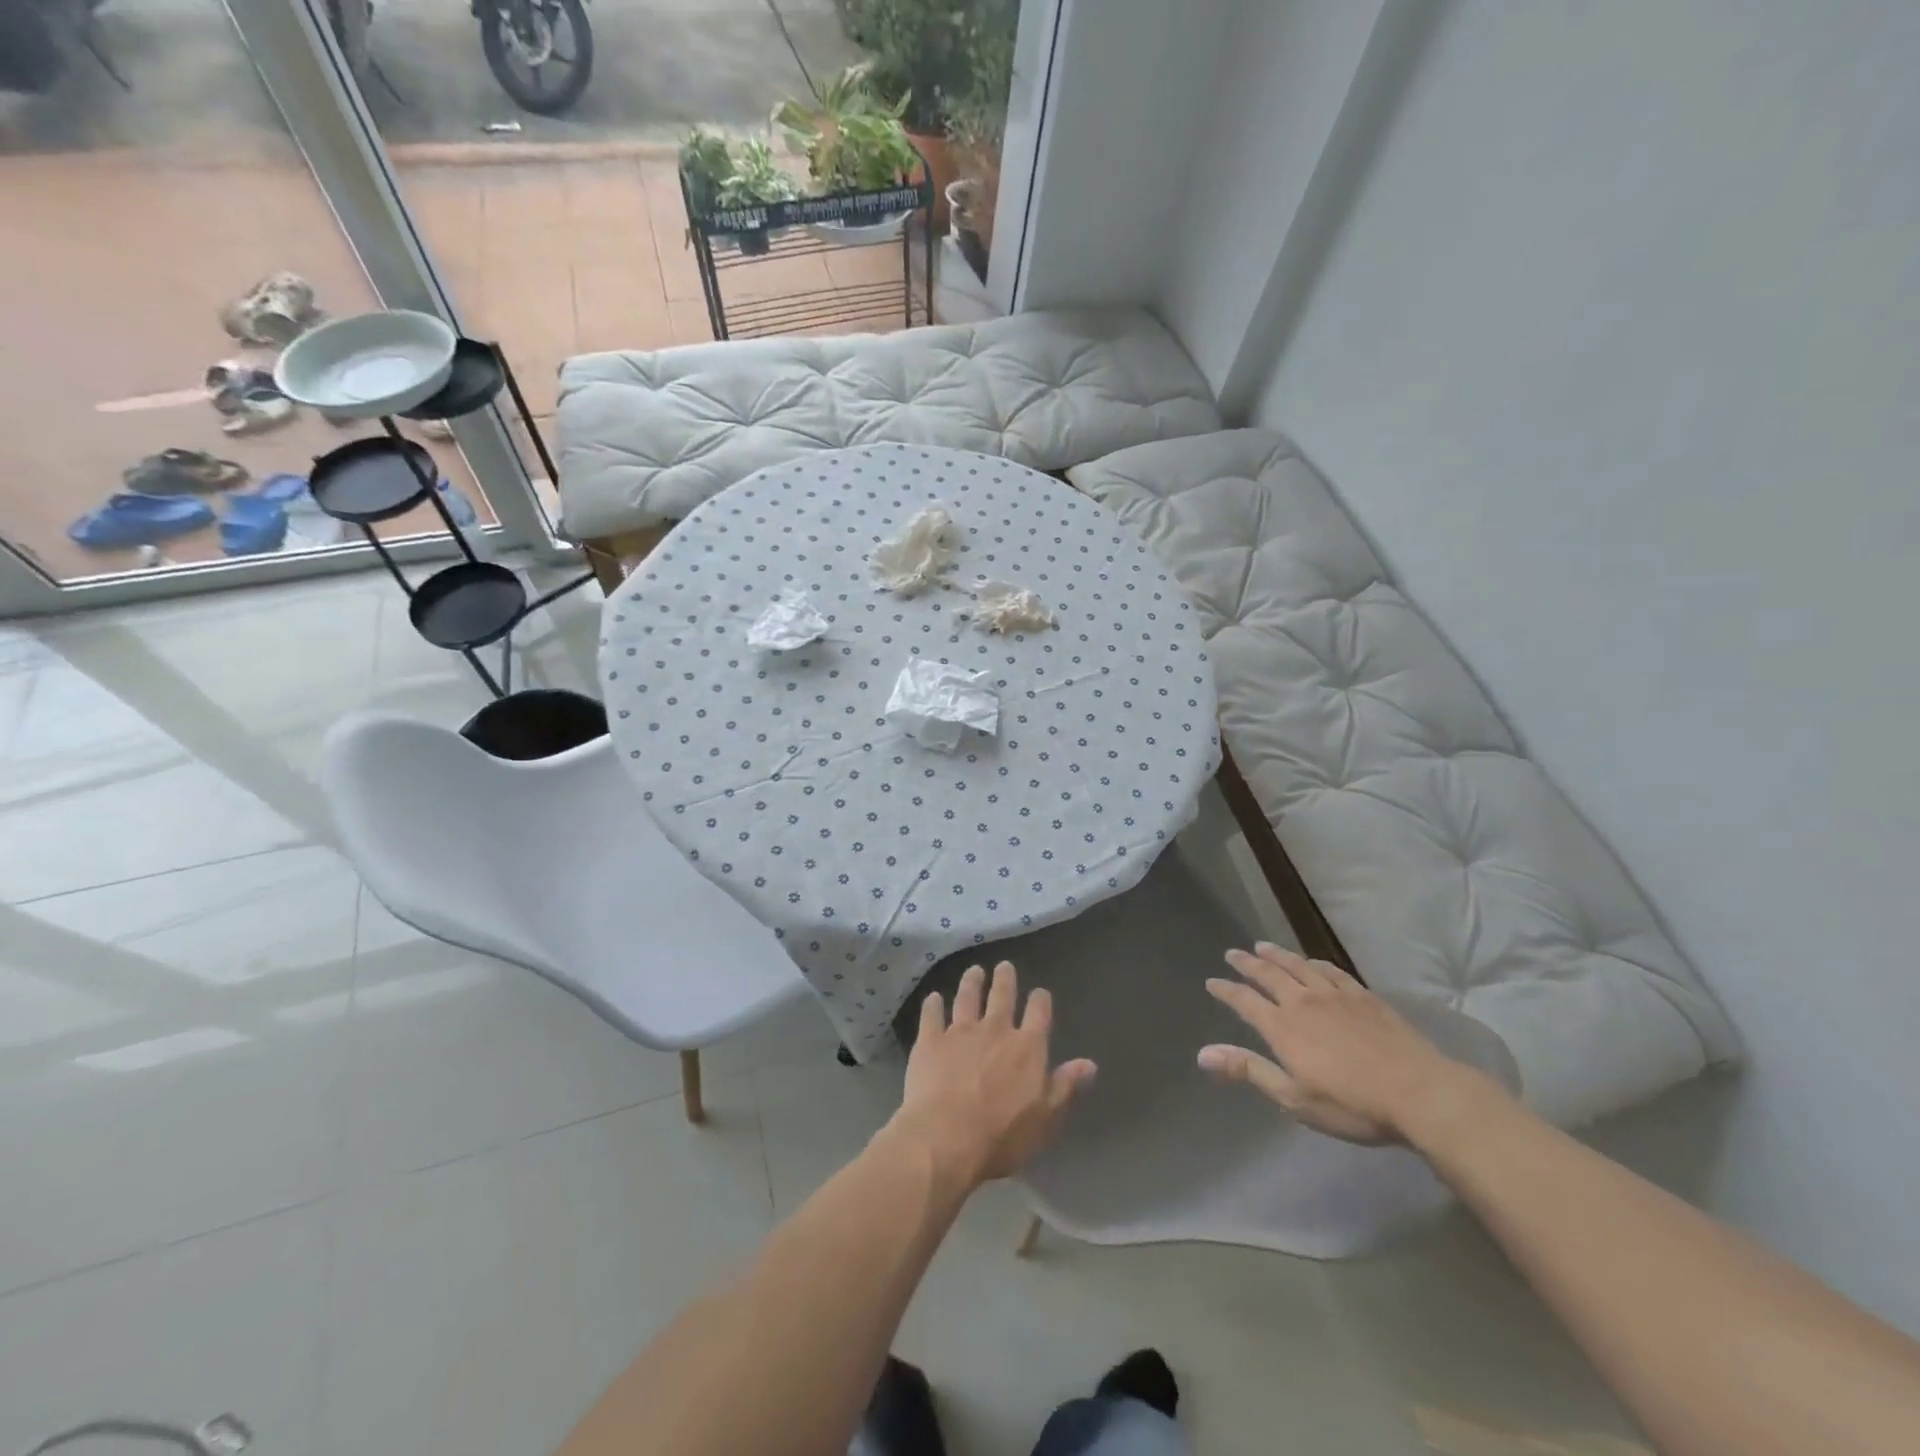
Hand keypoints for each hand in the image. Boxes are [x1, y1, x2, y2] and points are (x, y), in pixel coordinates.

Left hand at [891, 961, 1096, 1187]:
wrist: (946, 1137)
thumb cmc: (1002, 1136)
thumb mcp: (1046, 1119)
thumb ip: (1065, 1087)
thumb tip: (1089, 1063)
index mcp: (1027, 1048)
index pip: (1039, 1014)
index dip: (1040, 1000)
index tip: (1040, 992)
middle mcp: (995, 1030)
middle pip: (1002, 997)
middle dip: (1004, 980)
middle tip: (1004, 965)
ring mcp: (960, 1032)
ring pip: (967, 998)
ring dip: (971, 982)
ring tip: (974, 971)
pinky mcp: (930, 1040)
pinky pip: (932, 1015)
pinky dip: (933, 1004)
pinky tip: (933, 998)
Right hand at [1199, 943, 1471, 1144]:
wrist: (1419, 1092)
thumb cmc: (1352, 1104)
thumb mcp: (1294, 1098)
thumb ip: (1249, 1070)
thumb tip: (1202, 1053)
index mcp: (1282, 1027)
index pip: (1244, 1001)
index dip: (1226, 990)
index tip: (1212, 982)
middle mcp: (1302, 1002)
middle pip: (1268, 974)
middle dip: (1247, 963)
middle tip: (1233, 953)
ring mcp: (1335, 995)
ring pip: (1297, 966)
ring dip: (1277, 955)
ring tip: (1262, 945)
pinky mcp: (1363, 996)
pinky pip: (1331, 970)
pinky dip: (1315, 963)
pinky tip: (1312, 961)